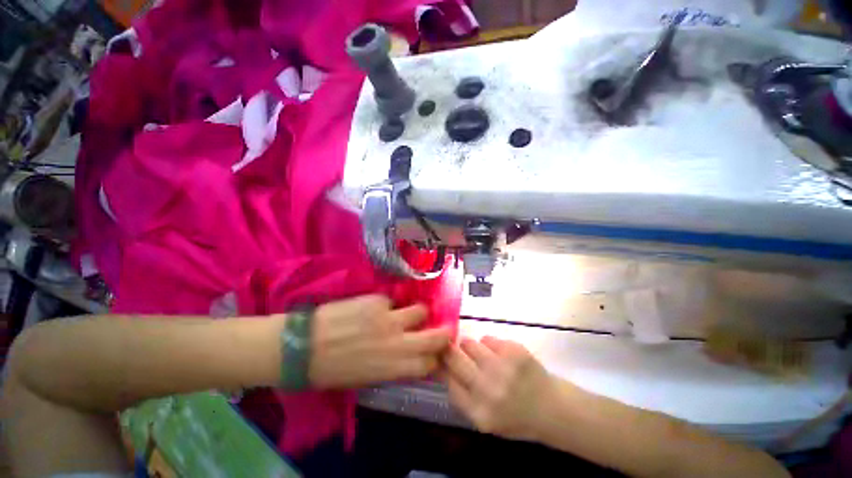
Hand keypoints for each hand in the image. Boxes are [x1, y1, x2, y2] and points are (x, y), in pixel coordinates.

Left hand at [309, 295, 450, 388]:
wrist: (303, 347)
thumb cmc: (332, 370)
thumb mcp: (366, 378)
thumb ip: (392, 367)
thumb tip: (407, 355)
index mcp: (393, 368)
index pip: (428, 363)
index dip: (435, 357)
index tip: (434, 352)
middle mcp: (397, 343)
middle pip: (435, 336)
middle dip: (444, 333)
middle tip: (442, 328)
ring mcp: (389, 318)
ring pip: (421, 310)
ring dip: (419, 312)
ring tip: (409, 312)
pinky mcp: (377, 301)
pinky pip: (393, 301)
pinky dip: (389, 305)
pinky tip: (375, 307)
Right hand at [444, 337, 554, 440]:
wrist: (552, 409)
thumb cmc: (516, 417)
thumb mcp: (485, 419)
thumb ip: (462, 397)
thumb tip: (441, 366)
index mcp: (478, 412)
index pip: (447, 380)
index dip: (442, 365)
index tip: (440, 358)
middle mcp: (487, 389)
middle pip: (454, 357)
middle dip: (450, 350)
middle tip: (453, 348)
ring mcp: (501, 367)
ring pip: (469, 343)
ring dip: (471, 347)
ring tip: (483, 355)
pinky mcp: (513, 351)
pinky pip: (488, 338)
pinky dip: (490, 344)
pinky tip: (500, 355)